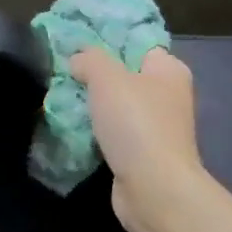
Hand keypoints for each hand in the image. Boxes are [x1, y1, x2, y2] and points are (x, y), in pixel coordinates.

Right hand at [69, 47, 204, 231]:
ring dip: (93, 107)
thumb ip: (90, 59)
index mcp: (169, 70)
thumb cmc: (136, 124)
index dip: (108, 42)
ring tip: (62, 99)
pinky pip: (115, 134)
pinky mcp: (143, 154)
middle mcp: (168, 96)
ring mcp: (157, 127)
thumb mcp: (107, 78)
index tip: (76, 46)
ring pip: (117, 107)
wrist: (153, 188)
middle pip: (125, 76)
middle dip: (95, 76)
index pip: (137, 44)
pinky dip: (97, 132)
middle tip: (64, 74)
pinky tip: (74, 129)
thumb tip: (78, 58)